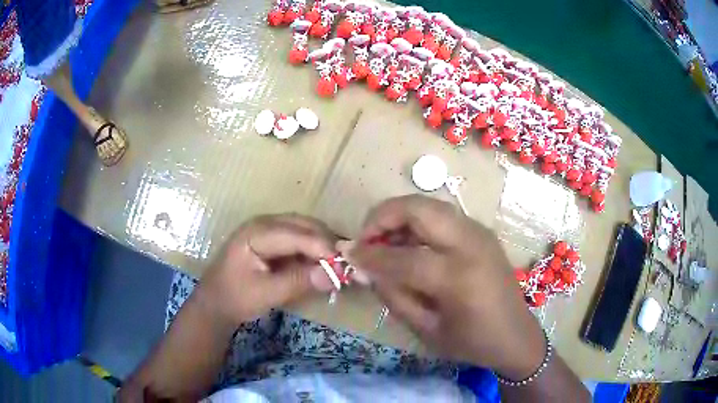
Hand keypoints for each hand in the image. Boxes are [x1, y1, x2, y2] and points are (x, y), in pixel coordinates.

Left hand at [199, 214, 337, 326]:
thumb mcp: (266, 293)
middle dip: (327, 243)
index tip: (346, 264)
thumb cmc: (235, 297)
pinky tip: (324, 263)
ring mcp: (268, 230)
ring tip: (339, 264)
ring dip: (323, 245)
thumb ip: (298, 282)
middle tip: (347, 264)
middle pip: (304, 225)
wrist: (215, 302)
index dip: (323, 247)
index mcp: (256, 232)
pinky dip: (314, 250)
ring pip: (305, 229)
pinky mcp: (273, 240)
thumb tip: (334, 276)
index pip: (297, 234)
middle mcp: (264, 223)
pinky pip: (300, 239)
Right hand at [342, 195, 545, 379]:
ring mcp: (479, 233)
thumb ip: (394, 296)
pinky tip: (409, 242)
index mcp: (458, 278)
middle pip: (418, 209)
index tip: (347, 255)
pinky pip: (443, 215)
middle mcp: (471, 245)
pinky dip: (418, 220)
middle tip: (365, 238)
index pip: (401, 258)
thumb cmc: (473, 342)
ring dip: (400, 215)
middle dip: (382, 216)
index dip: (369, 256)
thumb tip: (366, 268)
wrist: (516, 334)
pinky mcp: (482, 232)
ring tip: (383, 240)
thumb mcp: (427, 330)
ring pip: (430, 205)